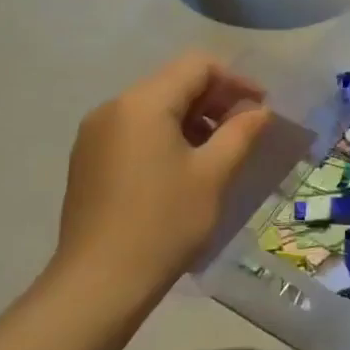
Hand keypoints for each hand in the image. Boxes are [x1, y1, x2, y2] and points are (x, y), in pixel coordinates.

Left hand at [54, 52, 272, 306]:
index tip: (261, 109)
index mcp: (143, 102)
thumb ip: (241, 133)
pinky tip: (183, 169)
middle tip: (245, 131)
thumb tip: (259, 110)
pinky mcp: (88, 160)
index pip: (197, 66)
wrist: (98, 284)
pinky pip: (135, 130)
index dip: (235, 81)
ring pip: (154, 107)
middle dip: (214, 100)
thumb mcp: (213, 175)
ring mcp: (94, 134)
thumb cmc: (164, 223)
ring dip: (192, 119)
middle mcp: (113, 107)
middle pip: (173, 83)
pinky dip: (165, 136)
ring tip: (218, 152)